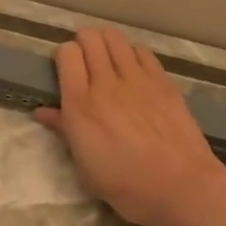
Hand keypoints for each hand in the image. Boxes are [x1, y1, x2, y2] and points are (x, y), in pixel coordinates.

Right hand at [34, 27, 225, 225]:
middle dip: (83, 42)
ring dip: (107, 43)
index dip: (63, 56)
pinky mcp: (164, 82)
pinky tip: (134, 70)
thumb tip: (43, 112)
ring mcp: (138, 79)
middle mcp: (106, 84)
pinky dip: (132, 53)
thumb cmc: (128, 186)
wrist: (183, 187)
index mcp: (80, 106)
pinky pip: (142, 51)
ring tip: (108, 60)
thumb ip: (64, 131)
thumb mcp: (85, 167)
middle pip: (91, 37)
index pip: (66, 54)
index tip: (64, 71)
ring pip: (116, 38)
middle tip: (85, 61)